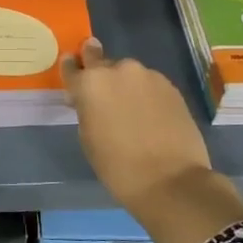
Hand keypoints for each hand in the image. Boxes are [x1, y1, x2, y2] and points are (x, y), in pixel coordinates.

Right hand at [60, 39, 242, 242]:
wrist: (170, 180)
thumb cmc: (118, 166)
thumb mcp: (88, 138)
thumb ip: (86, 109)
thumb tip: (91, 100)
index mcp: (90, 83)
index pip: (73, 66)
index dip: (72, 68)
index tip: (73, 69)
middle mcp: (118, 70)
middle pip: (101, 62)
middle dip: (99, 73)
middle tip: (103, 93)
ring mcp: (148, 75)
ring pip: (128, 74)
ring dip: (125, 85)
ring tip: (131, 110)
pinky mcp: (170, 86)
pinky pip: (149, 84)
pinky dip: (145, 94)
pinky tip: (150, 115)